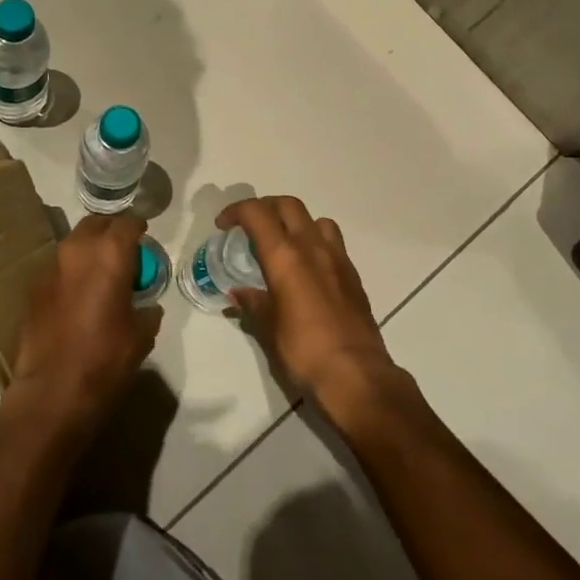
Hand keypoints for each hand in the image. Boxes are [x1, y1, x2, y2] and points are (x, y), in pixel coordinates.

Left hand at [8, 213, 161, 444]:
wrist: (50, 393)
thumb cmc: (105, 361)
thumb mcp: (141, 336)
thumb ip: (147, 311)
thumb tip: (147, 306)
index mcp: (109, 254)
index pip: (128, 223)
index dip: (139, 228)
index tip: (145, 237)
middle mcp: (77, 250)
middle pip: (96, 224)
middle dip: (111, 231)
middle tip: (124, 251)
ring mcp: (50, 267)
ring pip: (74, 243)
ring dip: (89, 251)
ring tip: (101, 274)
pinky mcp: (33, 288)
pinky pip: (58, 269)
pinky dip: (71, 273)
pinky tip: (77, 297)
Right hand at [220, 196, 399, 414]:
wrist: (356, 375)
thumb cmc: (304, 350)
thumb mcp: (268, 328)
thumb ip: (253, 303)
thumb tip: (238, 293)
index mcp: (285, 256)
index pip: (257, 213)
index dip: (236, 211)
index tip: (224, 225)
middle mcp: (312, 247)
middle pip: (288, 205)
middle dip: (265, 208)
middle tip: (249, 227)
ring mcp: (337, 258)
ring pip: (315, 219)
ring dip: (295, 222)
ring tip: (283, 244)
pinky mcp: (352, 274)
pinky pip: (333, 242)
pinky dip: (315, 242)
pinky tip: (308, 268)